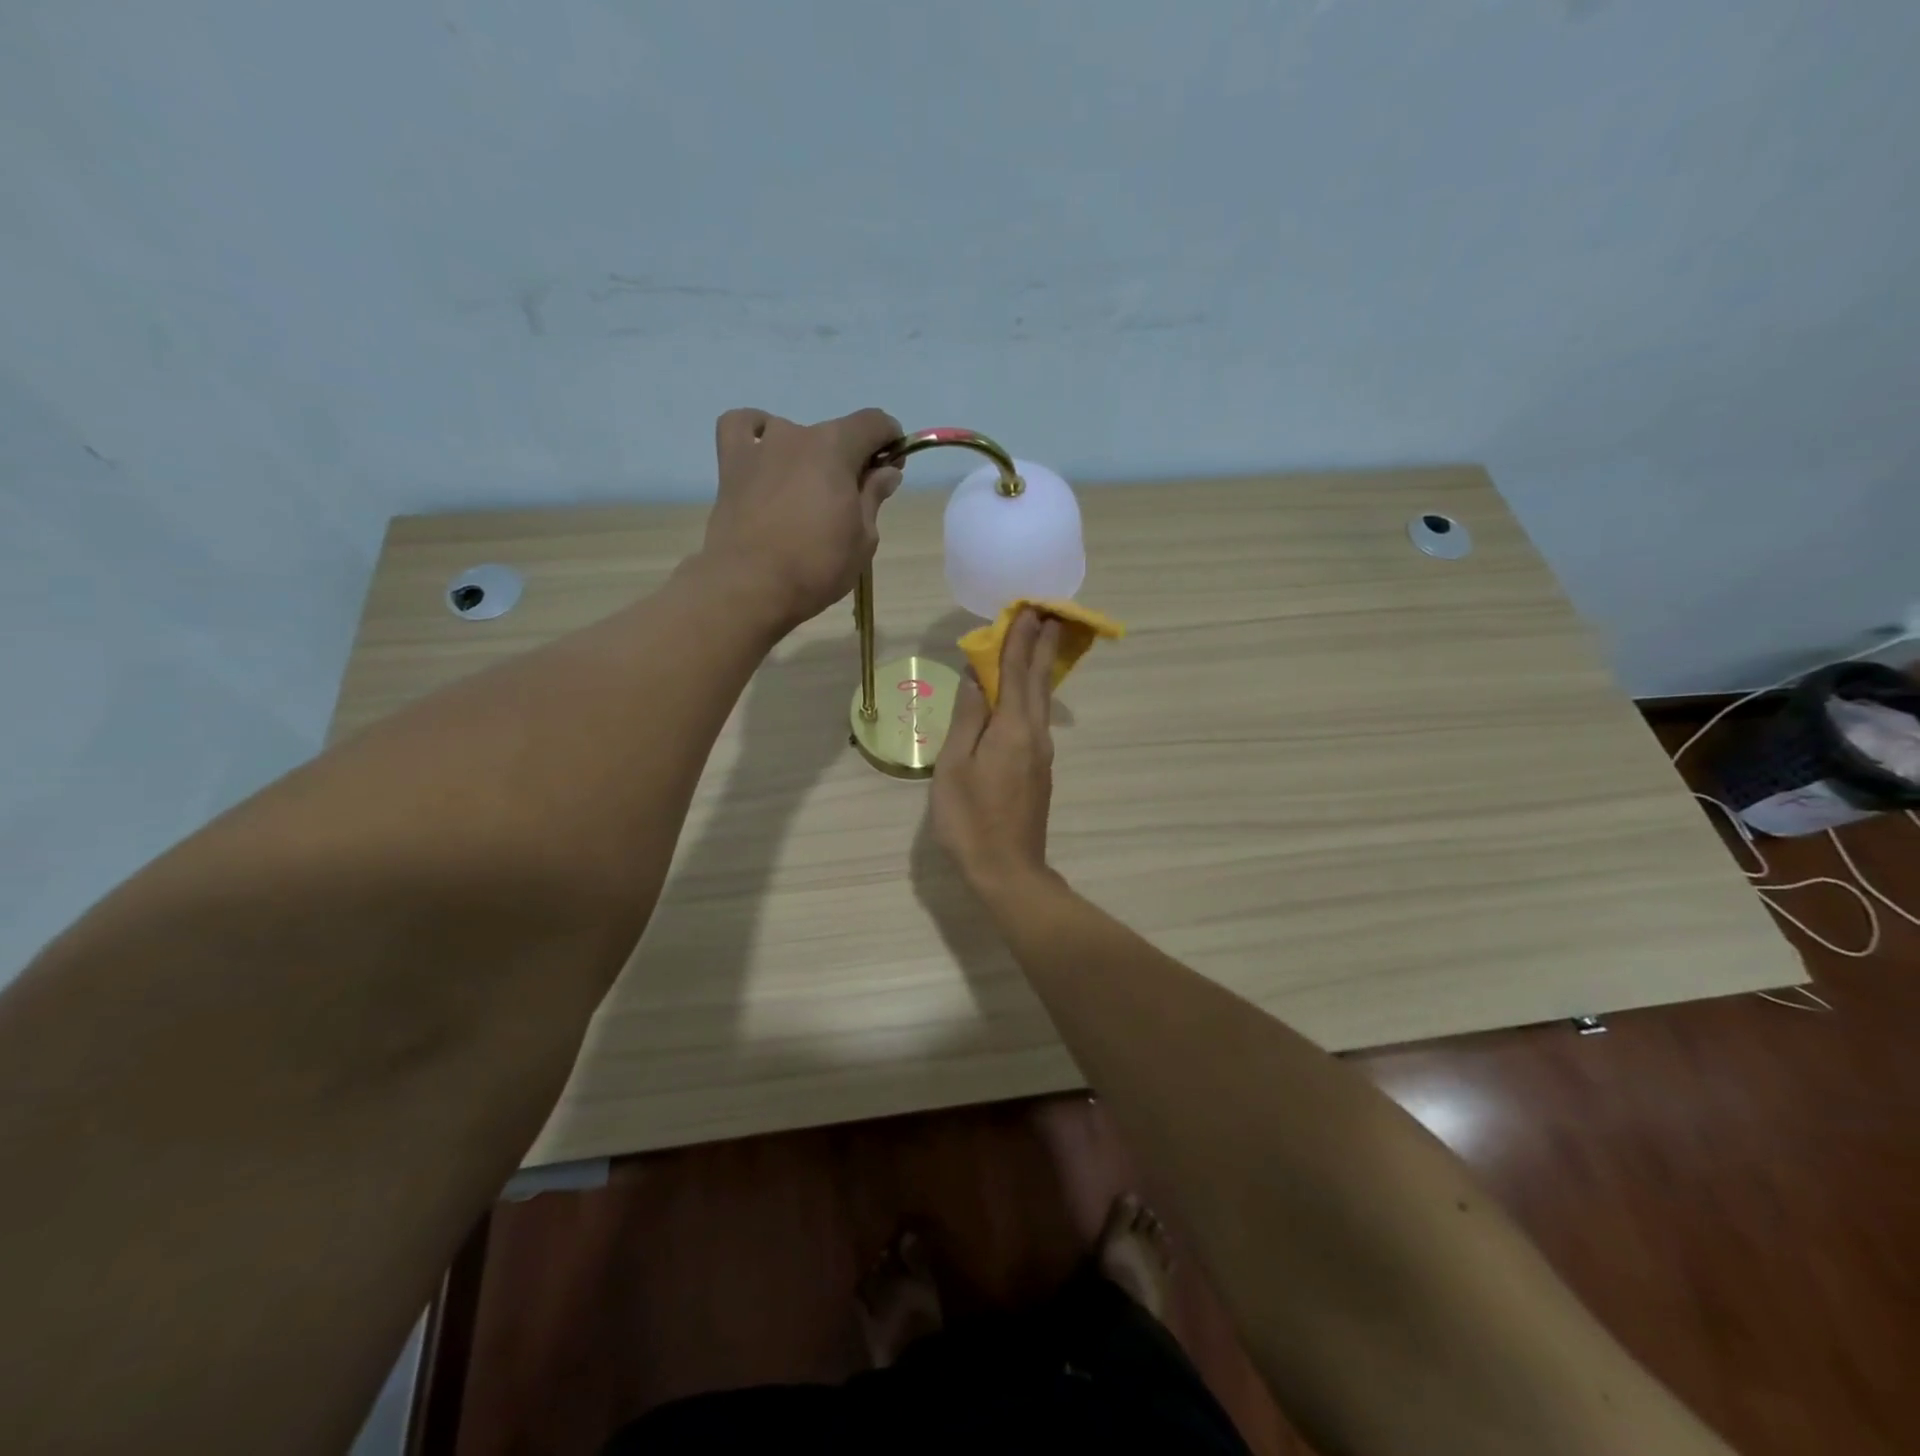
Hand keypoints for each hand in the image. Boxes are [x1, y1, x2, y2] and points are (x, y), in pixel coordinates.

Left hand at [701, 406, 903, 629]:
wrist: (751, 586)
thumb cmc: (817, 566)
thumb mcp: (863, 539)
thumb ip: (873, 497)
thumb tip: (886, 472)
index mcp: (836, 447)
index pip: (874, 422)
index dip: (890, 440)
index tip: (891, 469)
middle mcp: (797, 434)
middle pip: (835, 433)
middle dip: (850, 458)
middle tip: (851, 499)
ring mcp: (760, 446)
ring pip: (793, 434)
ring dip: (807, 455)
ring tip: (806, 491)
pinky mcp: (730, 464)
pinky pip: (741, 427)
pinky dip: (755, 434)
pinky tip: (764, 455)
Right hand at [931, 610, 1062, 894]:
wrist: (1008, 870)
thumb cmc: (970, 819)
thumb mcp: (954, 767)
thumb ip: (966, 719)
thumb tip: (975, 679)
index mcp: (1012, 729)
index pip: (1016, 673)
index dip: (1019, 640)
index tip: (1027, 609)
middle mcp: (1034, 735)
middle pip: (1039, 681)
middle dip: (1042, 645)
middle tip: (1050, 613)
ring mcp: (1040, 754)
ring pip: (1042, 700)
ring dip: (1041, 667)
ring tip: (1042, 641)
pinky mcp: (1039, 770)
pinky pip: (1038, 718)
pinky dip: (1034, 693)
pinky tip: (1028, 691)